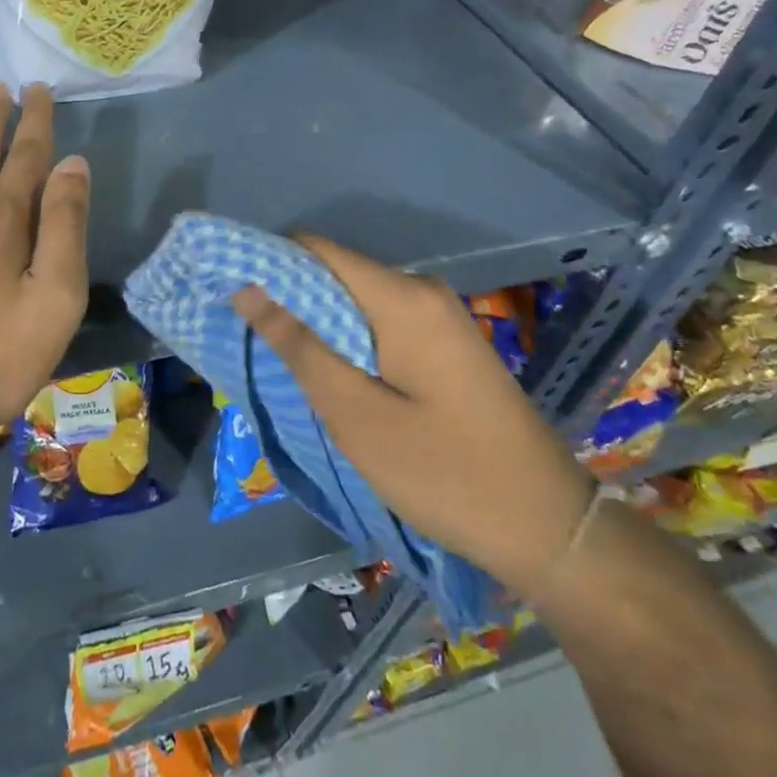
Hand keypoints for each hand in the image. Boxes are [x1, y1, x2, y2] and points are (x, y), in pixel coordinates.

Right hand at [233, 237, 595, 599]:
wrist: (547, 525)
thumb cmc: (444, 472)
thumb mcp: (356, 413)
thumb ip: (299, 345)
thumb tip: (248, 288)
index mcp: (402, 298)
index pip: (316, 250)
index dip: (268, 264)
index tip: (229, 294)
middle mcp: (422, 291)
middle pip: (336, 272)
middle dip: (289, 299)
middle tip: (252, 341)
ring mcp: (440, 317)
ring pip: (356, 301)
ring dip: (317, 325)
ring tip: (284, 364)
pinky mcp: (446, 344)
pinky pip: (381, 323)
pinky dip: (348, 341)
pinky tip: (332, 378)